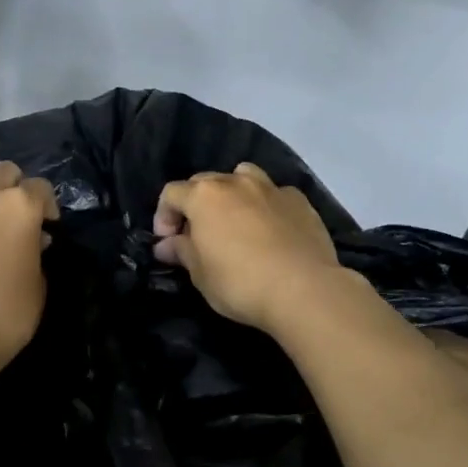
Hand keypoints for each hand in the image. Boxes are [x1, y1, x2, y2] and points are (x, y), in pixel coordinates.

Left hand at [0, 161, 59, 382]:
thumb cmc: (5, 316)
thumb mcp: (38, 287)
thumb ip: (37, 254)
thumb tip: (32, 240)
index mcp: (20, 207)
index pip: (41, 187)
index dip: (45, 205)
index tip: (45, 226)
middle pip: (3, 171)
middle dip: (11, 187)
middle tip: (10, 216)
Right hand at [153, 163, 347, 332]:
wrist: (304, 289)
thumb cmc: (240, 283)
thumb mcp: (200, 274)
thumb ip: (182, 252)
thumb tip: (167, 245)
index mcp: (204, 196)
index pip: (172, 194)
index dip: (164, 216)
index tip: (168, 243)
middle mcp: (236, 182)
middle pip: (205, 182)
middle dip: (195, 204)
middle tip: (198, 236)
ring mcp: (271, 188)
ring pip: (243, 176)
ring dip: (232, 193)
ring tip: (235, 221)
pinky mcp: (300, 201)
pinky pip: (274, 194)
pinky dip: (266, 206)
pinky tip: (271, 230)